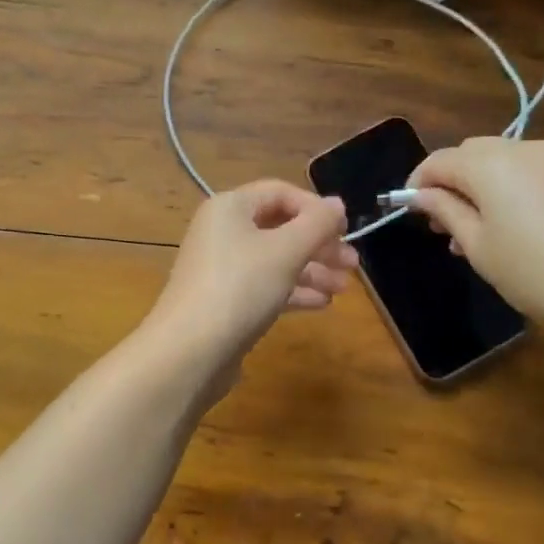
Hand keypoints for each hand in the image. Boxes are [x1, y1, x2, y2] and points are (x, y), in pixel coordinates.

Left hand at [143, 181, 356, 367]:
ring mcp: (221, 268)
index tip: (346, 230)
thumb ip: (317, 224)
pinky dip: (292, 290)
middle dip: (318, 244)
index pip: (280, 192)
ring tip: (343, 289)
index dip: (315, 208)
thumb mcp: (286, 251)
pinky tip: (321, 304)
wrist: (190, 351)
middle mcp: (222, 231)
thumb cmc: (240, 287)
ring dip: (311, 270)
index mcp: (230, 207)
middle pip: (279, 227)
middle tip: (353, 264)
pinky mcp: (224, 301)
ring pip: (274, 259)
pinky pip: (264, 285)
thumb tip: (337, 203)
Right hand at [405, 137, 543, 347]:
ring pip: (503, 162)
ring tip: (478, 232)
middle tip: (443, 225)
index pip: (439, 161)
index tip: (409, 212)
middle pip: (471, 154)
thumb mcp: (480, 248)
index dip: (417, 183)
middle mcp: (523, 149)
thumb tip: (421, 195)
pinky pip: (532, 172)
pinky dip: (512, 190)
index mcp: (490, 164)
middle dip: (450, 182)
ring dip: (481, 186)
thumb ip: (446, 212)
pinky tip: (517, 228)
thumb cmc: (538, 273)